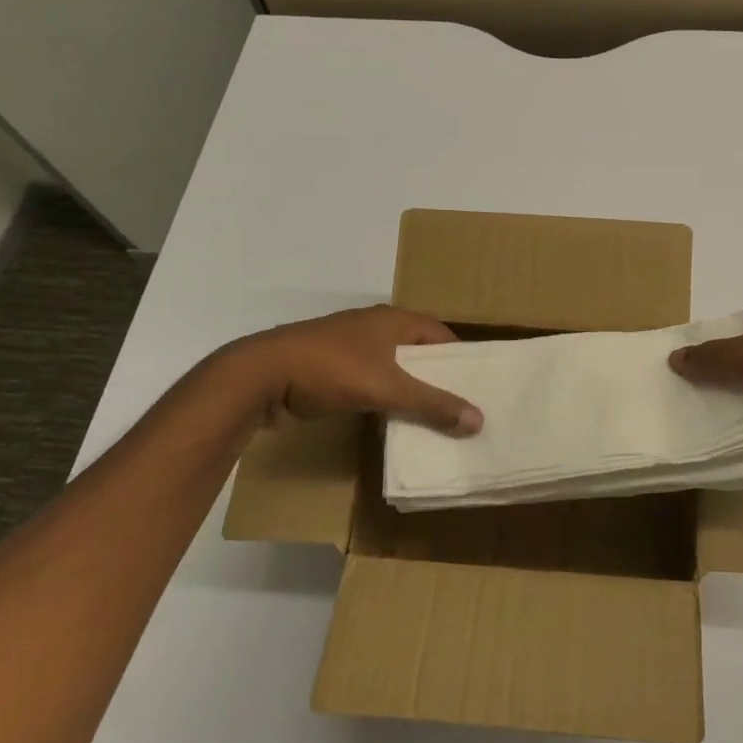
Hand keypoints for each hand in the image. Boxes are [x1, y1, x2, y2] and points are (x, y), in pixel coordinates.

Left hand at [230, 306, 483, 433]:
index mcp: (393, 320)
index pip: (441, 335)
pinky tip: (393, 422)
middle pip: (418, 352)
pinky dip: (385, 399)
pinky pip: (371, 382)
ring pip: (393, 369)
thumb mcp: (387, 387)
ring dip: (410, 391)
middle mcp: (375, 327)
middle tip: (462, 408)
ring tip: (434, 420)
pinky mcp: (331, 369)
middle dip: (437, 378)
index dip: (461, 359)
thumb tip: (479, 420)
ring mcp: (350, 347)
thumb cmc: (330, 368)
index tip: (480, 386)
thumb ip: (432, 404)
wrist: (262, 376)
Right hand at [668, 307, 742, 471]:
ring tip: (681, 427)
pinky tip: (713, 449)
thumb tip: (674, 358)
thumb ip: (713, 358)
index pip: (726, 330)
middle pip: (732, 367)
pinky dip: (742, 439)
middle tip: (666, 400)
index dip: (700, 344)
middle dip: (705, 382)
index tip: (668, 364)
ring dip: (722, 413)